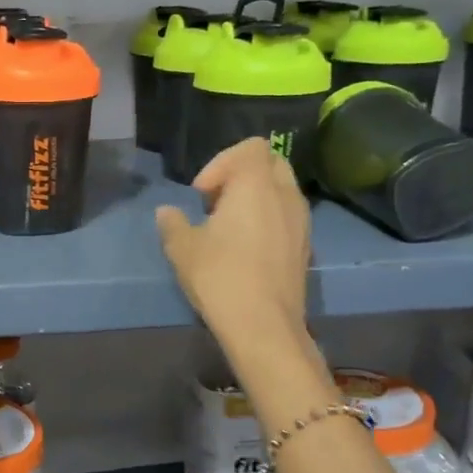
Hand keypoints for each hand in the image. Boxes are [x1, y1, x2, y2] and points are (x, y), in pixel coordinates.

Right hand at [156, 138, 311, 352]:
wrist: (263, 325)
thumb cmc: (220, 275)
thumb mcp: (182, 248)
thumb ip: (173, 223)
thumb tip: (167, 212)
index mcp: (256, 184)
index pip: (250, 147)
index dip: (221, 163)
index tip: (202, 195)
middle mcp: (285, 194)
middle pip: (270, 163)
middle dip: (242, 175)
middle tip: (216, 204)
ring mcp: (301, 221)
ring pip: (282, 190)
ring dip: (256, 198)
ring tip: (230, 228)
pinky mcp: (306, 246)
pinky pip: (288, 216)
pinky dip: (269, 219)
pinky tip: (247, 250)